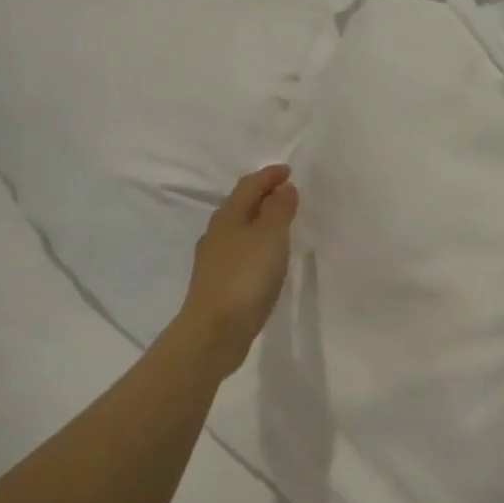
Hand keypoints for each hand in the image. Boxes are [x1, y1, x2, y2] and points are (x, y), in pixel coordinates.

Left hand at [177, 165, 299, 374]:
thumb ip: (278, 210)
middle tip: (286, 194)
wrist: (215, 331)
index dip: (268, 176)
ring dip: (259, 222)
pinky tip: (265, 260)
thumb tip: (283, 188)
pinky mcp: (219, 285)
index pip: (248, 186)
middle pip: (240, 206)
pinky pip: (240, 254)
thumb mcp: (269, 237)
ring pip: (239, 231)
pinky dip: (256, 246)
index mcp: (227, 217)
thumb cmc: (245, 278)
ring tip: (280, 225)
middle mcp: (217, 235)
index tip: (288, 171)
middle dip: (262, 196)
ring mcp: (215, 261)